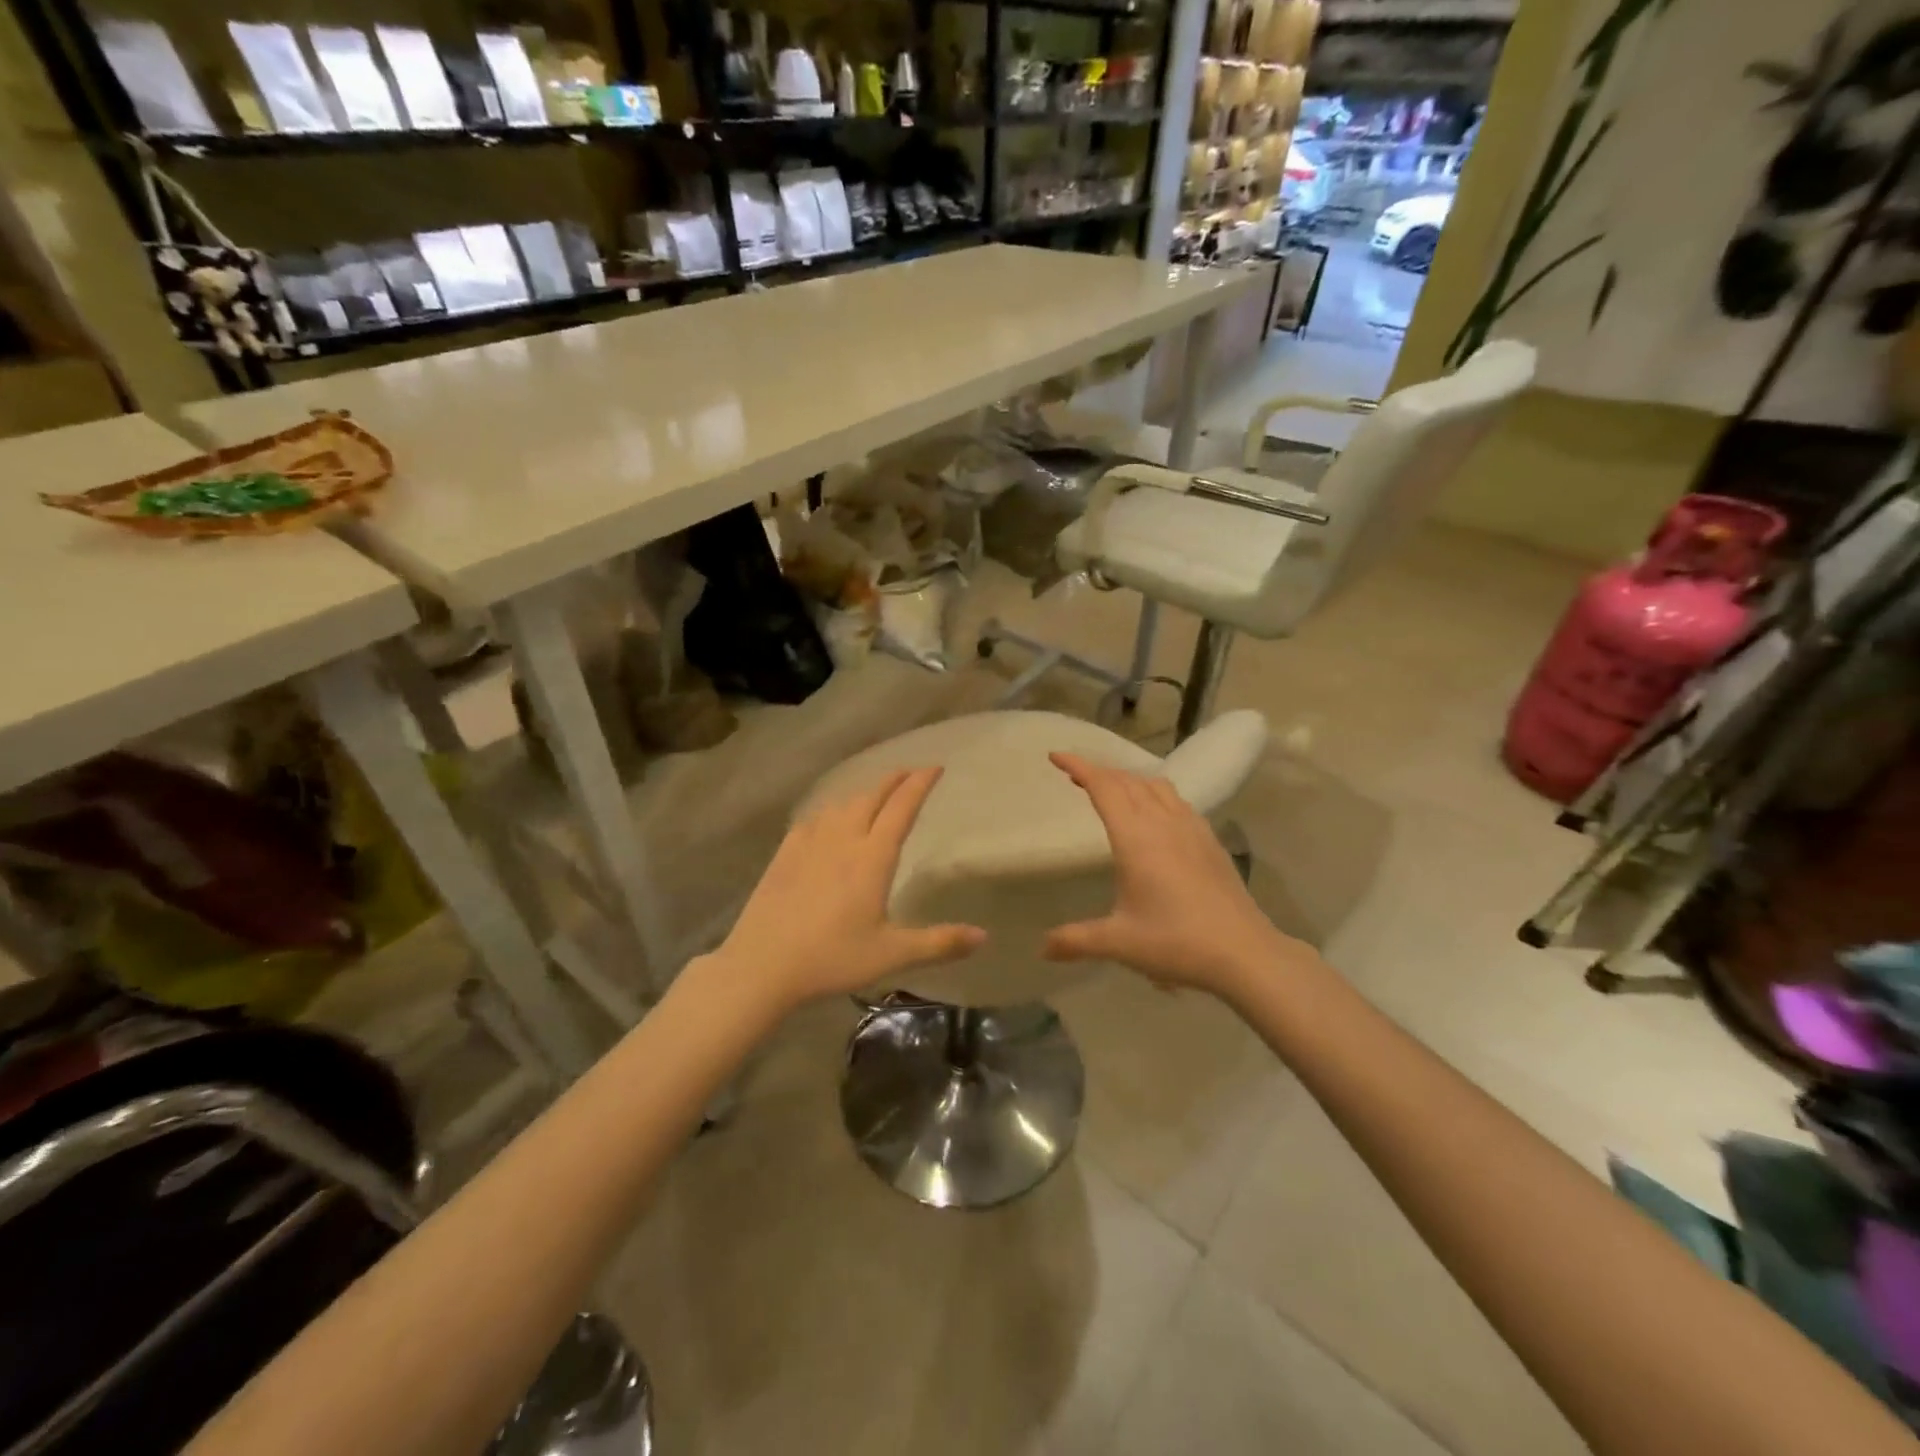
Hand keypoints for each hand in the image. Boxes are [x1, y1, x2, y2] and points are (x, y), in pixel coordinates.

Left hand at [712, 768, 985, 1013]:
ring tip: (874, 794)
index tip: (935, 767)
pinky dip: (831, 809)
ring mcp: (810, 843)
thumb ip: (939, 943)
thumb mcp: (891, 955)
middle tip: (909, 773)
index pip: (902, 808)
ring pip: (842, 804)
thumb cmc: (832, 958)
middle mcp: (843, 839)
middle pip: (871, 796)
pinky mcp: (785, 853)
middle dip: (893, 780)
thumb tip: (984, 936)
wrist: (762, 964)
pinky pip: (814, 818)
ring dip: (864, 792)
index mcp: (873, 857)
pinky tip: (828, 818)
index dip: (920, 784)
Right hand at [1044, 753, 1311, 1000]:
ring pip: (1155, 786)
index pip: (1103, 787)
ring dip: (1128, 780)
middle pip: (1127, 781)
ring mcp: (1192, 828)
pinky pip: (1176, 801)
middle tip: (1075, 776)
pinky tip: (1155, 815)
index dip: (1078, 767)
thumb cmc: (1177, 942)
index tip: (1056, 757)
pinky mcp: (1210, 840)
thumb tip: (1043, 948)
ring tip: (1112, 791)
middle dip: (1099, 772)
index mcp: (1136, 838)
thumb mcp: (1119, 943)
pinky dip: (1154, 794)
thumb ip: (1076, 940)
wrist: (1245, 953)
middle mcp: (1163, 822)